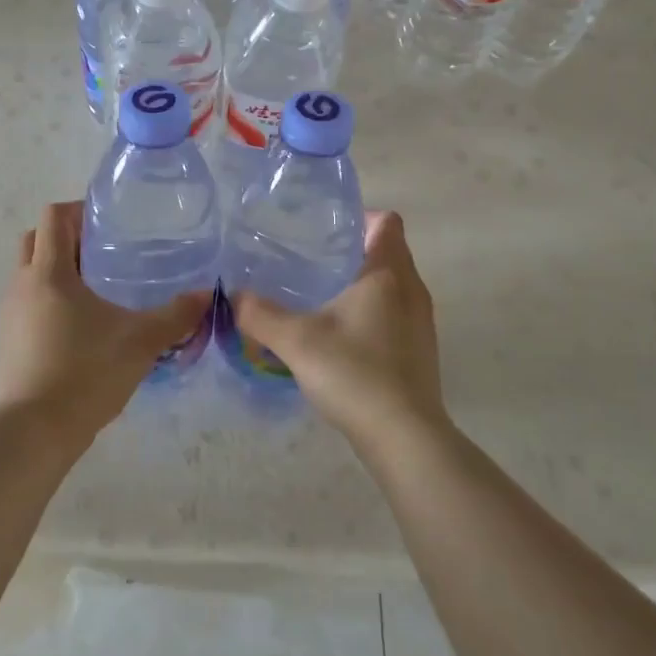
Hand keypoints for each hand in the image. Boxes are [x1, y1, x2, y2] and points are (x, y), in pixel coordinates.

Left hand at [0, 201, 210, 450]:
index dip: (77, 210)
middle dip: (65, 237)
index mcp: (49, 272)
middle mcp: (22, 285)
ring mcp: (9, 314)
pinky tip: (79, 325)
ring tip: (96, 287)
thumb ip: (176, 316)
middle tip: (102, 250)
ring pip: (29, 273)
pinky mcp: (7, 341)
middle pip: (35, 240)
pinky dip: (48, 300)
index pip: (53, 217)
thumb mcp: (141, 342)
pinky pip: (27, 303)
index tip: (107, 222)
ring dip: (56, 270)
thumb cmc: (86, 373)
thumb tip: (206, 295)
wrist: (34, 433)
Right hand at [230, 211, 444, 453]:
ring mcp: (421, 323)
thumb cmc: (355, 373)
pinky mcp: (420, 351)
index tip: (326, 228)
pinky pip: (395, 314)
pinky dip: (371, 313)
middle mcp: (412, 290)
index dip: (360, 216)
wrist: (405, 439)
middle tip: (311, 259)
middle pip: (389, 251)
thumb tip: (233, 296)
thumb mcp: (296, 341)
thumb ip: (260, 315)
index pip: (386, 222)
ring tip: (321, 295)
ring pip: (393, 285)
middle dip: (354, 249)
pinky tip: (340, 336)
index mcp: (388, 274)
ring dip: (363, 283)